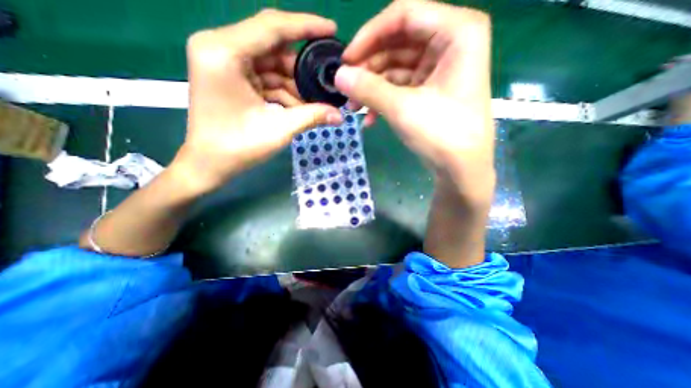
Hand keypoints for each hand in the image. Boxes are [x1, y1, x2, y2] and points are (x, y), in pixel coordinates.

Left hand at [174, 10, 343, 192]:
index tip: (332, 29)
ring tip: (315, 101)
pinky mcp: (230, 77)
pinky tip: (298, 106)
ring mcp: (224, 62)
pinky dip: (283, 90)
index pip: (272, 27)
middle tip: (326, 78)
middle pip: (273, 45)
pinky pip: (265, 77)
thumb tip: (340, 115)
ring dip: (294, 83)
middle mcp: (220, 48)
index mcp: (224, 52)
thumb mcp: (279, 129)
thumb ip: (312, 116)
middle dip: (302, 66)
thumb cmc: (237, 148)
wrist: (209, 165)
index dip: (306, 26)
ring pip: (271, 64)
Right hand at [337, 0, 494, 205]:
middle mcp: (450, 43)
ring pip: (395, 67)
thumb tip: (338, 76)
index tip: (346, 61)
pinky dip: (383, 100)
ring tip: (353, 108)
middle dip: (368, 68)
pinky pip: (400, 86)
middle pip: (397, 42)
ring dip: (372, 88)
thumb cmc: (442, 134)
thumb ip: (368, 89)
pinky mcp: (429, 89)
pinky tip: (370, 119)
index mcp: (456, 32)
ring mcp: (438, 68)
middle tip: (346, 88)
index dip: (369, 36)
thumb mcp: (402, 108)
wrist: (461, 168)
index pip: (404, 15)